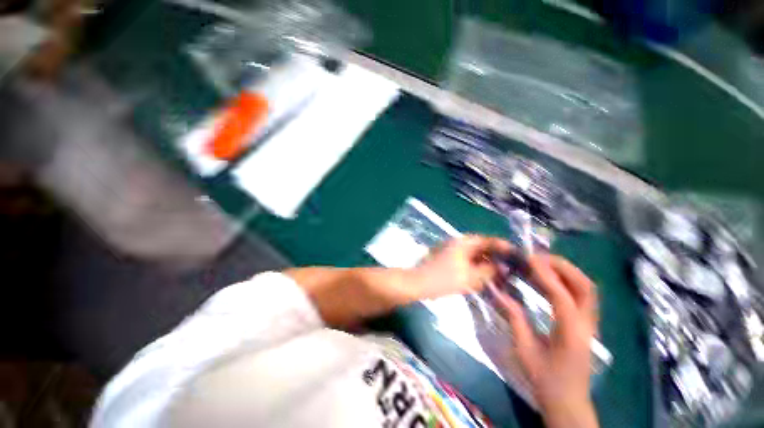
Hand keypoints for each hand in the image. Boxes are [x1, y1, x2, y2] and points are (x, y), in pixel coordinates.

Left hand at [404, 235, 512, 300]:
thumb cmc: (444, 278)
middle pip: (482, 246)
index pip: (489, 240)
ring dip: (485, 263)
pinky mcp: (447, 258)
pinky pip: (466, 260)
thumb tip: (502, 267)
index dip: (504, 247)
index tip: (517, 257)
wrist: (419, 283)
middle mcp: (458, 242)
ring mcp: (451, 249)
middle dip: (495, 257)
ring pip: (474, 254)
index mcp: (464, 242)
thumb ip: (489, 270)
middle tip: (509, 270)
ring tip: (498, 276)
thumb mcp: (471, 277)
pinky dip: (475, 267)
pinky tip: (482, 277)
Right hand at [494, 254, 598, 427]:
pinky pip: (582, 295)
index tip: (528, 259)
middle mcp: (587, 324)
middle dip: (562, 267)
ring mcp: (590, 324)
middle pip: (585, 286)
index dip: (545, 274)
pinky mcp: (587, 324)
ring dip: (567, 272)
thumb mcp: (524, 348)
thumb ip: (514, 316)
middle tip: (538, 258)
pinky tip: (549, 280)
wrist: (567, 401)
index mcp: (571, 333)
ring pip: (587, 289)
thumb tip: (498, 291)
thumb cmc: (544, 378)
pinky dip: (568, 281)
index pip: (561, 295)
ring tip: (542, 264)